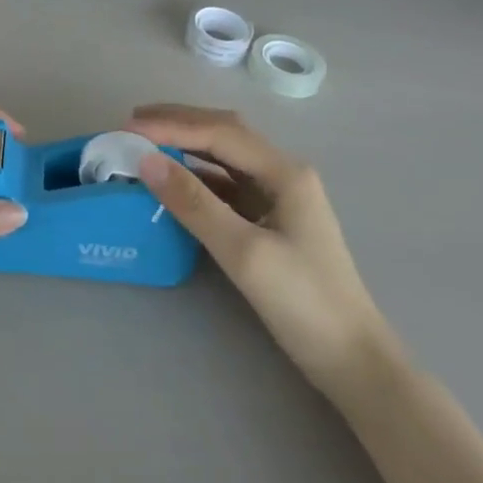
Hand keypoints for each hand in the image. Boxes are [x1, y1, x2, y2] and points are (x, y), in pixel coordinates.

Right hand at [127, 105, 381, 388]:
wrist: (354, 361)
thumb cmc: (304, 303)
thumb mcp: (244, 252)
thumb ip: (194, 203)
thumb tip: (147, 161)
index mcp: (284, 172)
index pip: (220, 132)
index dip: (172, 125)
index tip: (128, 128)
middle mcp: (283, 173)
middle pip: (225, 133)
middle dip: (179, 122)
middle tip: (133, 122)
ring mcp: (279, 197)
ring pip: (226, 157)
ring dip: (187, 146)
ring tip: (147, 144)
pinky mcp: (272, 221)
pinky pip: (228, 185)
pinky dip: (198, 176)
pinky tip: (175, 181)